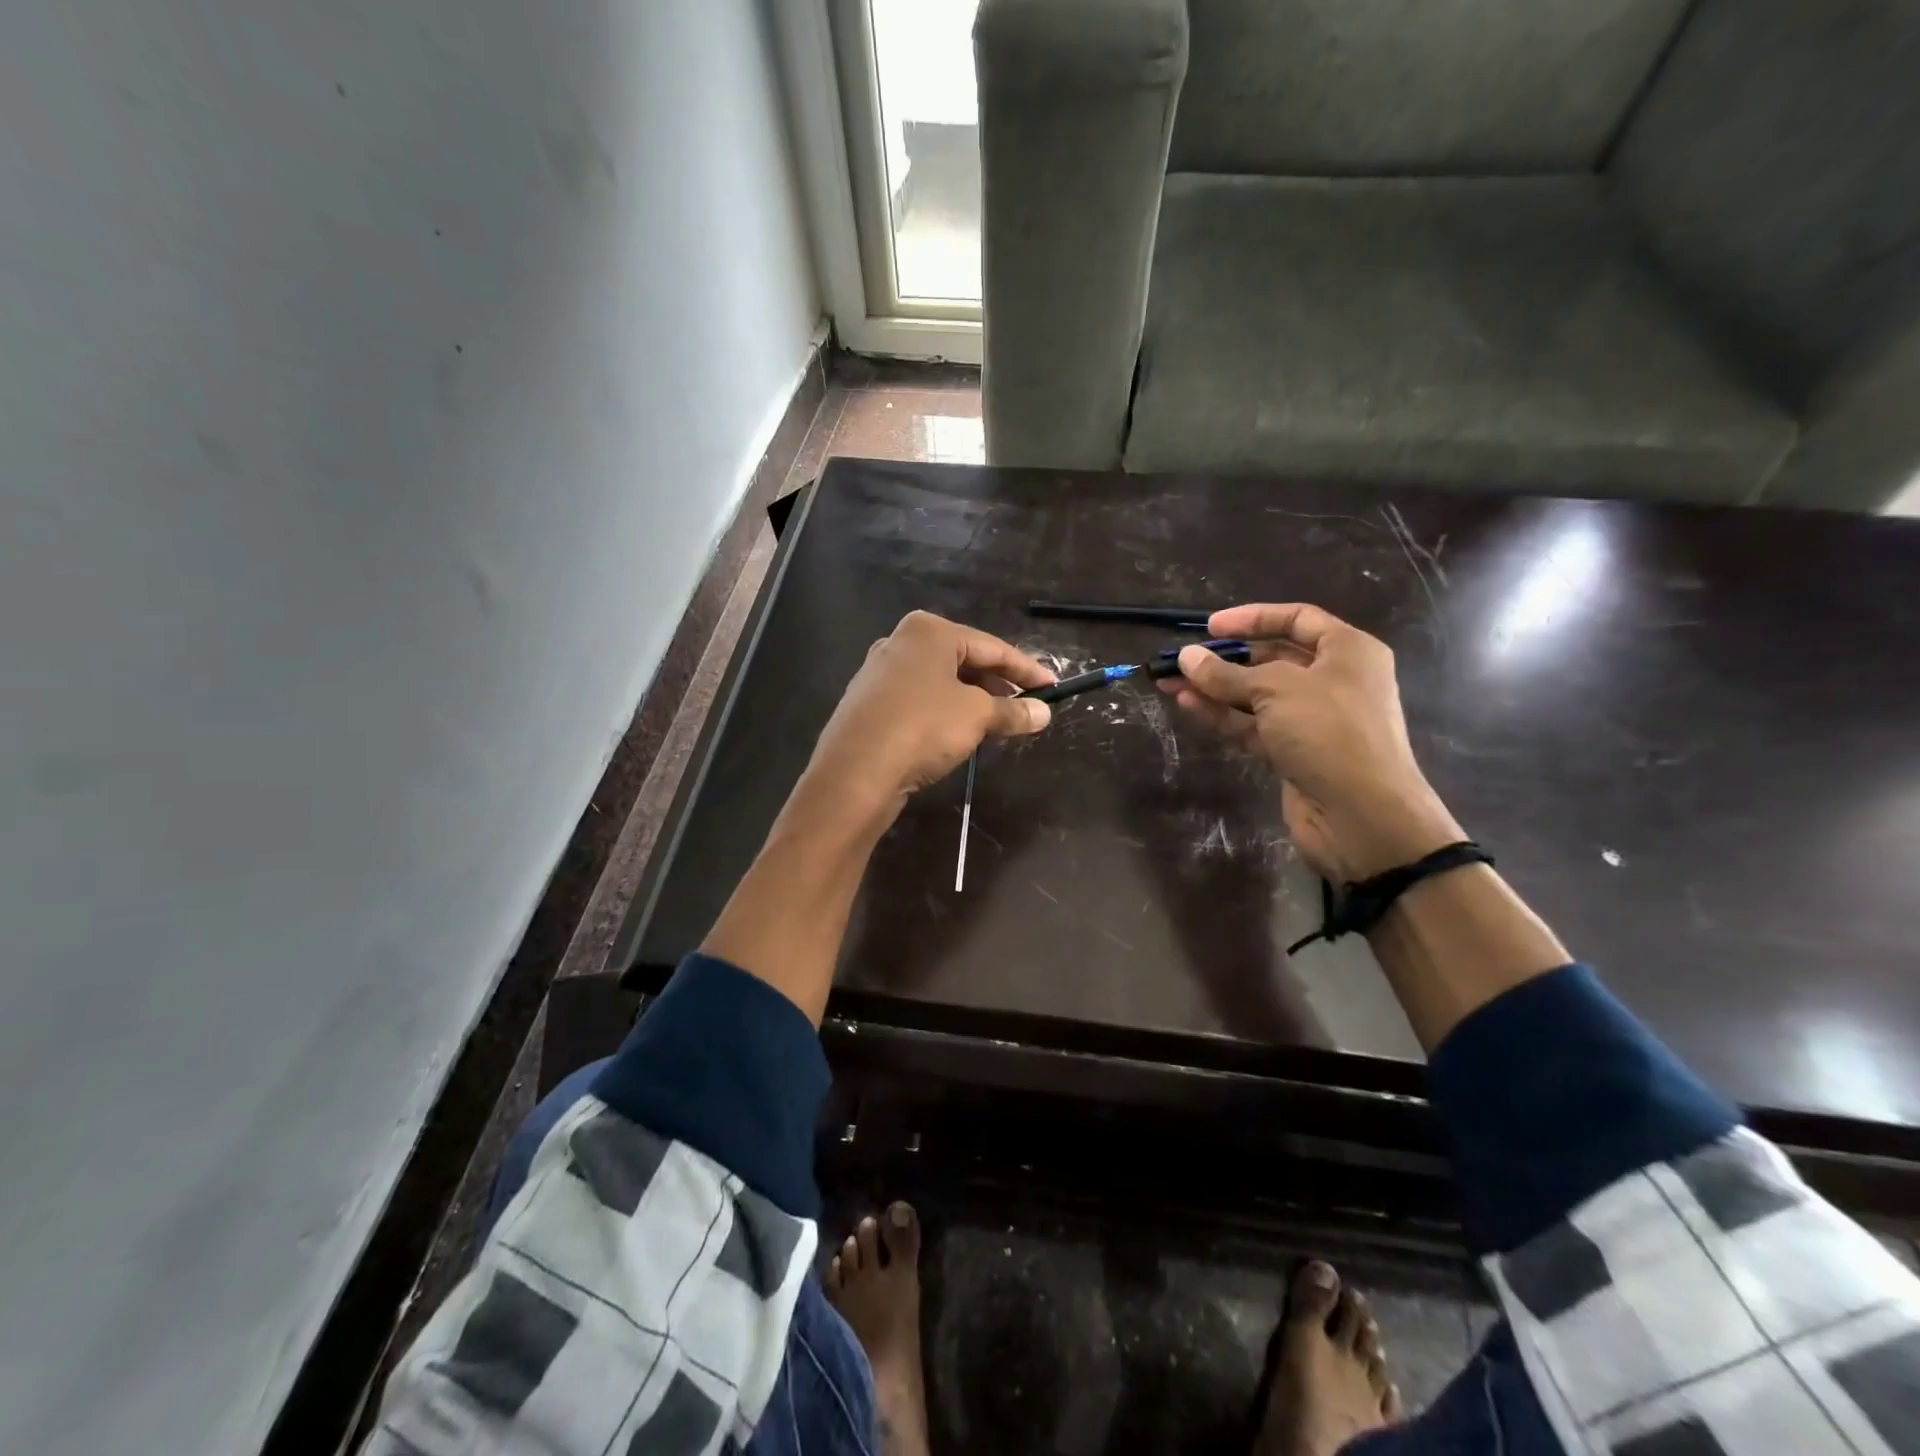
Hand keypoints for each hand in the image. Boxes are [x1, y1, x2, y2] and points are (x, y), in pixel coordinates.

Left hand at [801, 611, 1055, 822]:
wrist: (854, 772)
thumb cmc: (922, 727)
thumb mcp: (977, 717)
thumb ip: (1012, 711)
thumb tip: (1043, 713)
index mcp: (928, 631)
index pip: (991, 646)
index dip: (1026, 669)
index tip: (1053, 687)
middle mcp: (900, 643)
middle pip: (964, 660)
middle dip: (997, 684)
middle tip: (1027, 705)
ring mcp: (879, 673)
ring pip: (940, 682)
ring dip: (972, 700)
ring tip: (998, 722)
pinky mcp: (869, 704)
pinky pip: (919, 701)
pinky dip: (944, 712)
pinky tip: (957, 733)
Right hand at [1162, 603, 1463, 881]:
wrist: (1362, 815)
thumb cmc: (1329, 731)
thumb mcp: (1275, 689)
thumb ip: (1226, 673)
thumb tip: (1186, 657)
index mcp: (1348, 651)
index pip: (1297, 619)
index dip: (1253, 618)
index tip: (1210, 626)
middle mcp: (1333, 681)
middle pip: (1272, 659)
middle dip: (1225, 659)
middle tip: (1182, 660)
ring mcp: (1313, 720)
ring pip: (1256, 696)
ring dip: (1215, 688)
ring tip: (1170, 682)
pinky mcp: (1293, 753)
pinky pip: (1252, 726)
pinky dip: (1222, 715)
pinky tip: (1188, 705)